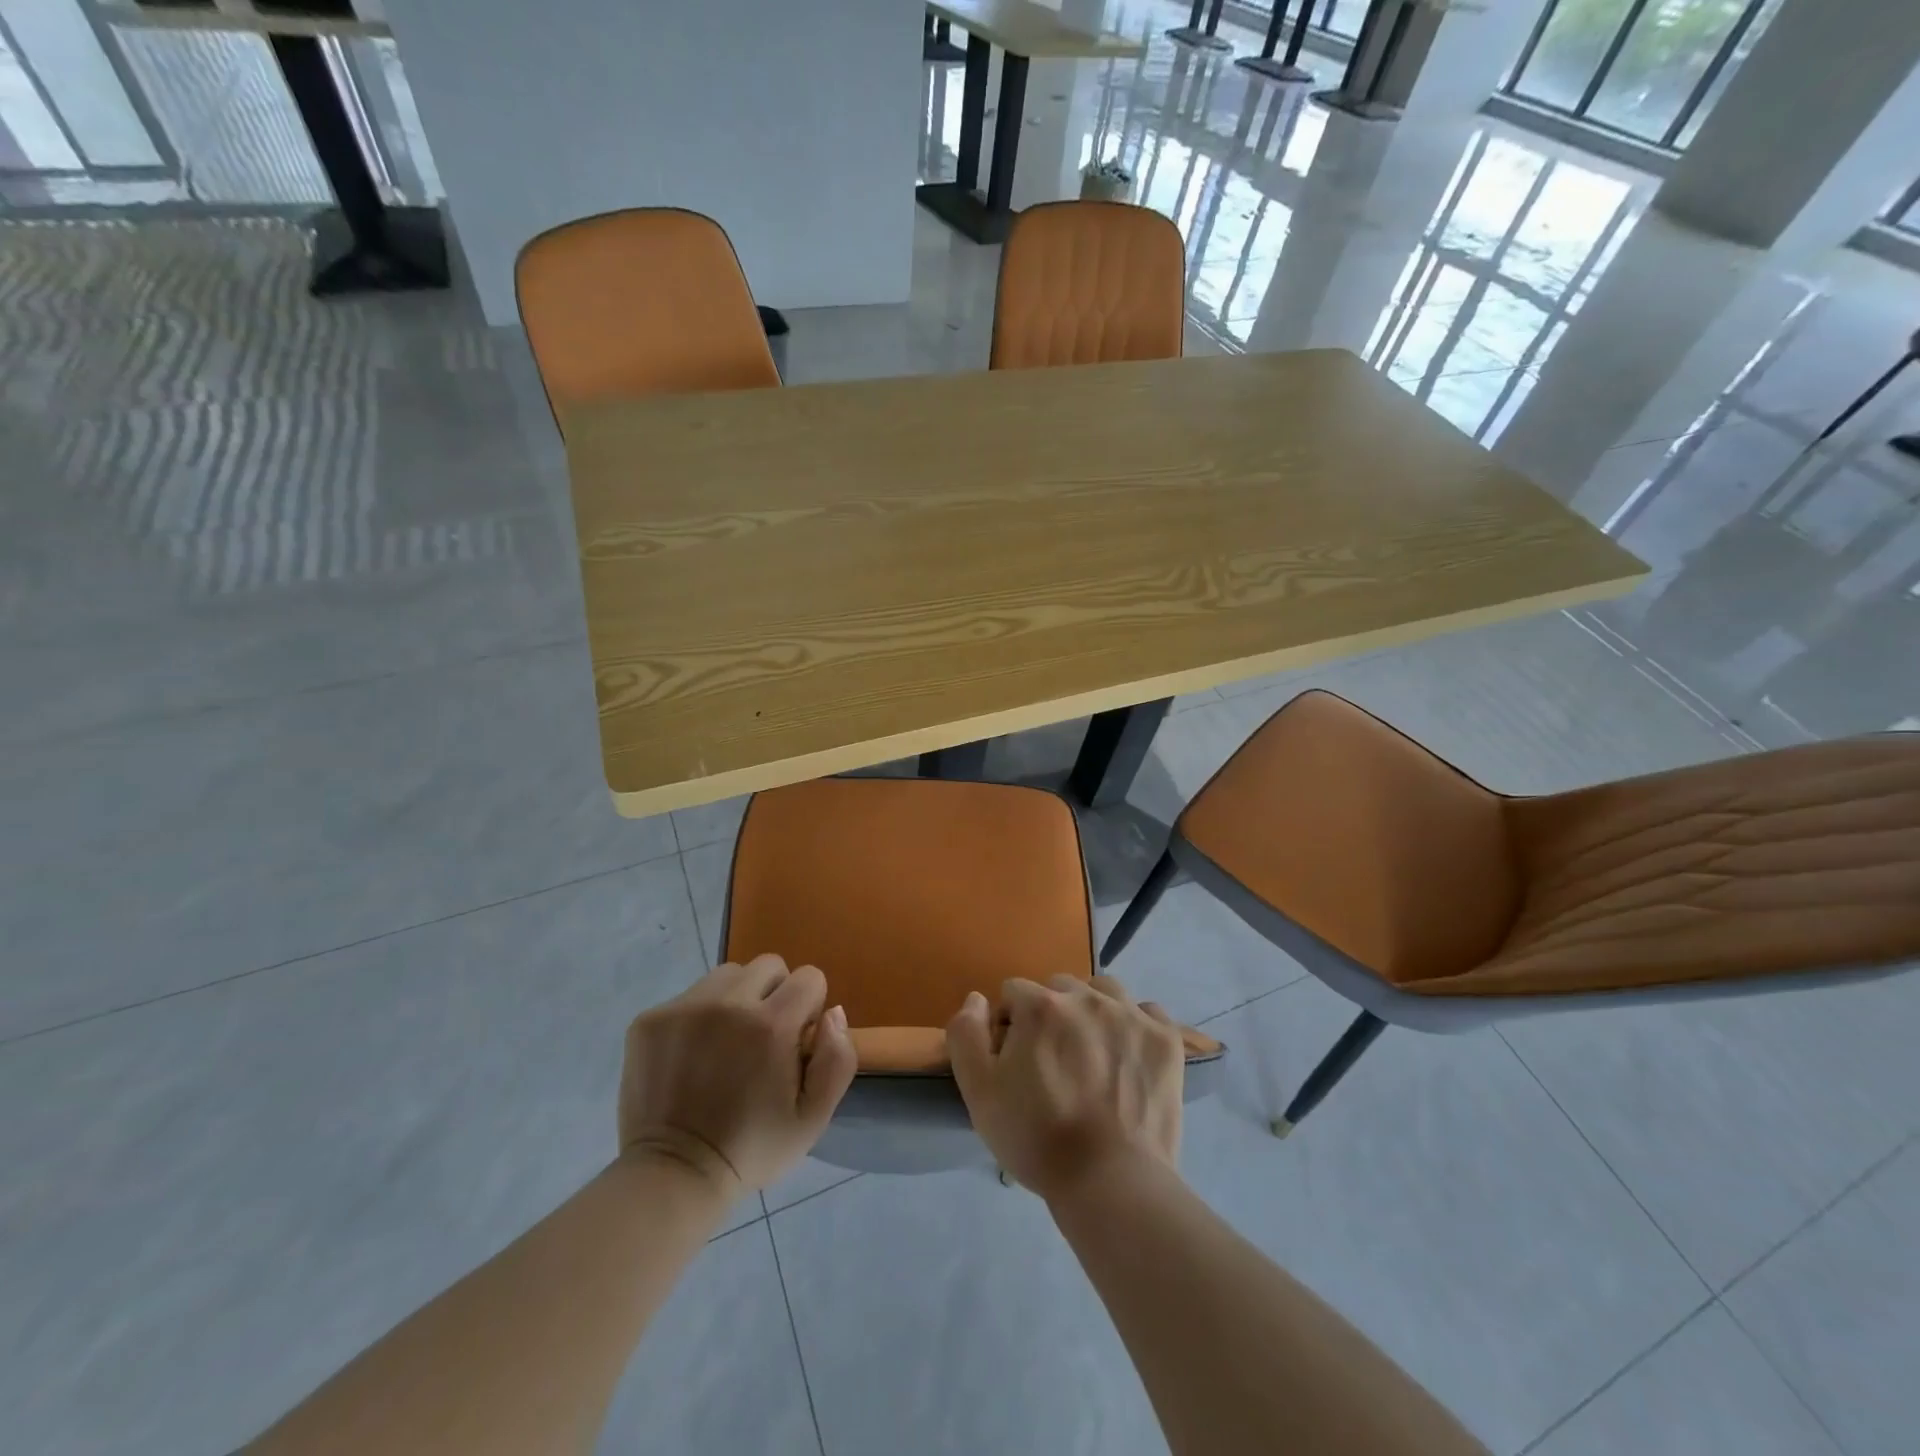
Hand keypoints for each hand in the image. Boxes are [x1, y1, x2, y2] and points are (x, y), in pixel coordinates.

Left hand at [618, 955, 856, 1196]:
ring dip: (736, 999)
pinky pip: (689, 995)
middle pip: (768, 966)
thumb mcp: (814, 1118)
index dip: (809, 1008)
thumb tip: (832, 1012)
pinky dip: (698, 1016)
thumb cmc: (752, 1148)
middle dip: (775, 994)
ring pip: (728, 975)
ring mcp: (684, 1008)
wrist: (673, 1175)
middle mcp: (728, 1004)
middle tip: (762, 1039)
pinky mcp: (650, 1019)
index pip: (809, 977)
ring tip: (726, 1043)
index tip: (795, 1042)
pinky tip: (692, 1055)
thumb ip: (838, 1059)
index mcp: (771, 1025)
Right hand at [946, 975, 1183, 1202]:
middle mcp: (1086, 997)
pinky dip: (1136, 1025)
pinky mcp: (1165, 1038)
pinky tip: (1129, 1055)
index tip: (1015, 1061)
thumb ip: (966, 1034)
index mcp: (1040, 1005)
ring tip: (1092, 1053)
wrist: (1111, 1183)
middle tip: (1054, 1062)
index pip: (1014, 993)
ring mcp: (1131, 1014)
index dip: (1009, 1024)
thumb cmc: (1037, 1139)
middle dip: (1050, 1014)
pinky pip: (1147, 1011)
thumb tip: (977, 999)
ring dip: (1092, 1010)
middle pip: (1059, 987)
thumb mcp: (979, 1093)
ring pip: (1103, 990)